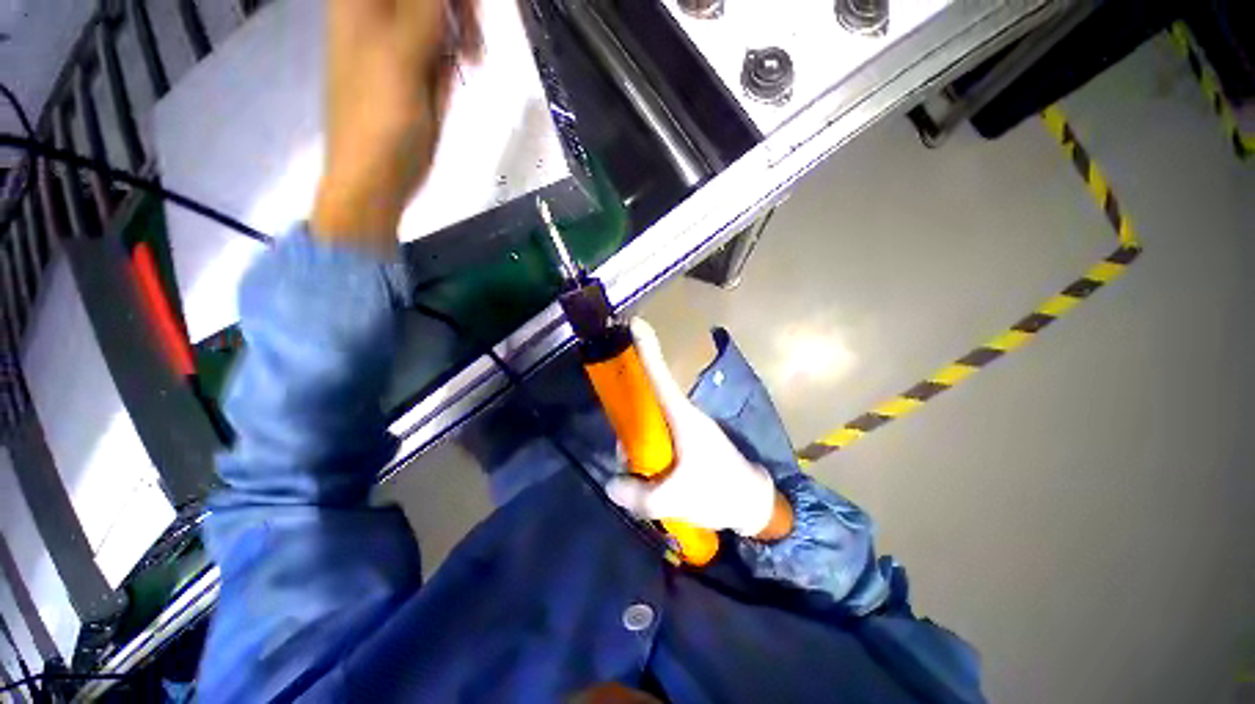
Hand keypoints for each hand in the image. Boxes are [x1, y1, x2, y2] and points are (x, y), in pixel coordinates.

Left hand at [312, 0, 480, 250]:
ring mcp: (397, 39)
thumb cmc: (380, 119)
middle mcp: (378, 10)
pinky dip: (455, 53)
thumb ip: (423, 8)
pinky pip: (442, 43)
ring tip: (470, 58)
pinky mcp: (414, 67)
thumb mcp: (402, 54)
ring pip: (438, 13)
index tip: (467, 11)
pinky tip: (459, 71)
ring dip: (461, 29)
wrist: (377, 177)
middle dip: (457, 7)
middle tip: (473, 36)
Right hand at [606, 320, 793, 540]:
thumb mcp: (676, 499)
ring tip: (640, 475)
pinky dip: (647, 446)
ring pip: (650, 417)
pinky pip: (658, 431)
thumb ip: (638, 495)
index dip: (646, 349)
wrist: (753, 503)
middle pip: (647, 396)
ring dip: (637, 439)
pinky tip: (648, 474)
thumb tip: (611, 483)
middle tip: (627, 456)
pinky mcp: (688, 438)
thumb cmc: (719, 492)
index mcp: (682, 416)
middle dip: (629, 416)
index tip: (634, 323)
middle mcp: (683, 413)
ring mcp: (686, 425)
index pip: (660, 375)